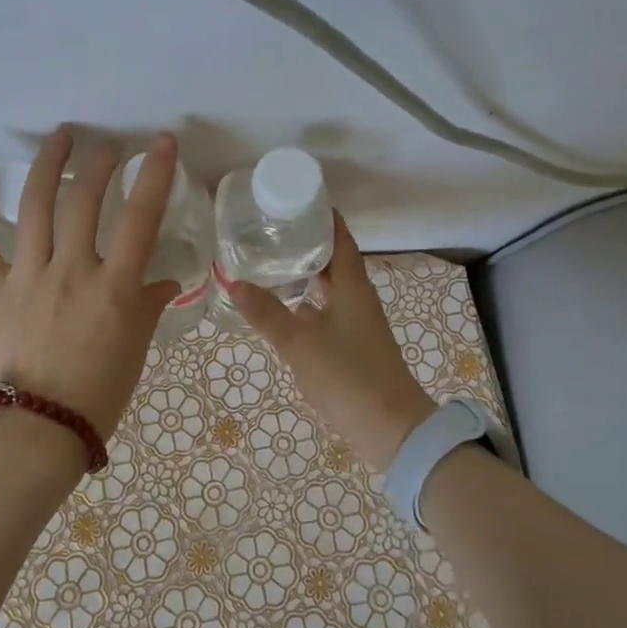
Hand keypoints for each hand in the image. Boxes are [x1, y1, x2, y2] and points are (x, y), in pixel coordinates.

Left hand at [0, 130, 182, 438]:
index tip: (161, 143)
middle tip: (108, 147)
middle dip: (100, 163)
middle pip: (85, 200)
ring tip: (60, 138)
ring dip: (48, 165)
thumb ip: (149, 306)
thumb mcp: (136, 347)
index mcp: (114, 287)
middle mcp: (72, 270)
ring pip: (36, 206)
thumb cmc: (98, 393)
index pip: (141, 217)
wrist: (39, 429)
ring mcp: (27, 275)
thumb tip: (165, 282)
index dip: (155, 174)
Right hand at [229, 214, 435, 473]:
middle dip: (307, 242)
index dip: (322, 216)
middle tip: (271, 229)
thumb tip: (234, 281)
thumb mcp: (300, 344)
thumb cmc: (349, 377)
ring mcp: (358, 324)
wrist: (393, 430)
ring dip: (307, 273)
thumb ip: (267, 313)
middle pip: (334, 260)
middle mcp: (358, 299)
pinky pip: (328, 311)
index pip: (340, 238)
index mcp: (353, 287)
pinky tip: (285, 309)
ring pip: (331, 287)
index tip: (295, 197)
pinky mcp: (354, 346)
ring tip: (272, 262)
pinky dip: (308, 302)